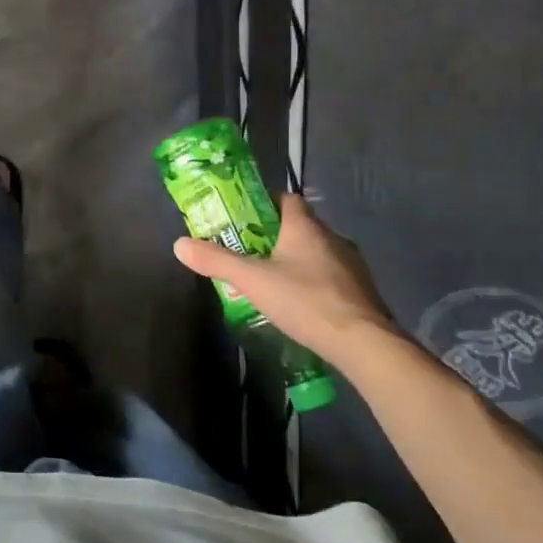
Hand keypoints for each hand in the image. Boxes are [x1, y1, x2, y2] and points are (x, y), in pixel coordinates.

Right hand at [173, 194, 397, 361]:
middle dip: (274, 235)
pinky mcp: (361, 291)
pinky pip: (331, 276)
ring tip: (271, 278)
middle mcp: (332, 237)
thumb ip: (216, 260)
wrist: (363, 343)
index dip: (265, 203)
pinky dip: (313, 281)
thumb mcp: (251, 280)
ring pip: (317, 252)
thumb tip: (179, 244)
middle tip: (249, 251)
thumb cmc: (304, 300)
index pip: (286, 199)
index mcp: (305, 227)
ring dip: (296, 260)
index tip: (244, 216)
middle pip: (300, 226)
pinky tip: (299, 301)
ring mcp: (351, 265)